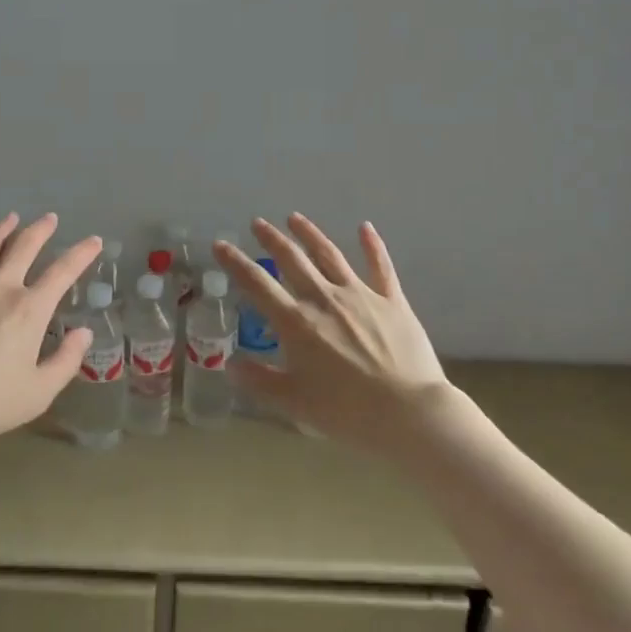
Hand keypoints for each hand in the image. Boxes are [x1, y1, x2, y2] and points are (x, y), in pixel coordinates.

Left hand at [0, 213, 100, 453]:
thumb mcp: (39, 392)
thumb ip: (66, 361)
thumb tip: (83, 333)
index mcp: (29, 310)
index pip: (62, 272)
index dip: (81, 254)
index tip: (94, 241)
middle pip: (23, 247)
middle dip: (40, 230)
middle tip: (49, 218)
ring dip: (1, 230)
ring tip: (11, 217)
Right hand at [214, 215, 448, 448]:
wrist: (410, 413)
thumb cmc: (347, 412)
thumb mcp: (293, 402)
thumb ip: (258, 381)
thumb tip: (230, 364)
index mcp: (296, 322)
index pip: (257, 284)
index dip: (235, 262)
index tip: (220, 244)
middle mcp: (324, 299)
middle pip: (292, 259)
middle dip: (272, 239)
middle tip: (258, 223)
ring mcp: (360, 295)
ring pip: (329, 254)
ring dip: (310, 234)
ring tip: (295, 218)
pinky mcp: (392, 301)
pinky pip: (380, 266)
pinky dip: (372, 245)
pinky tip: (366, 227)